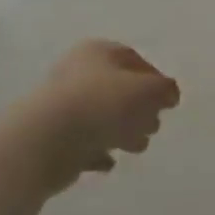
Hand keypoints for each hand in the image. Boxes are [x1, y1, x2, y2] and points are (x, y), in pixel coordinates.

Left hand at [7, 41, 181, 192]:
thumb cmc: (101, 104)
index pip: (133, 59)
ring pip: (103, 117)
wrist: (45, 140)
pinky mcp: (54, 137)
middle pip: (119, 89)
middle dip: (141, 109)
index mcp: (97, 53)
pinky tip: (109, 161)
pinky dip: (99, 151)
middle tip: (152, 126)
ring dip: (124, 132)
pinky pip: (85, 142)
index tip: (168, 102)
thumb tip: (170, 95)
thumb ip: (165, 89)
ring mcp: (63, 106)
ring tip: (134, 147)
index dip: (155, 79)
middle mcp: (77, 74)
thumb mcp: (147, 90)